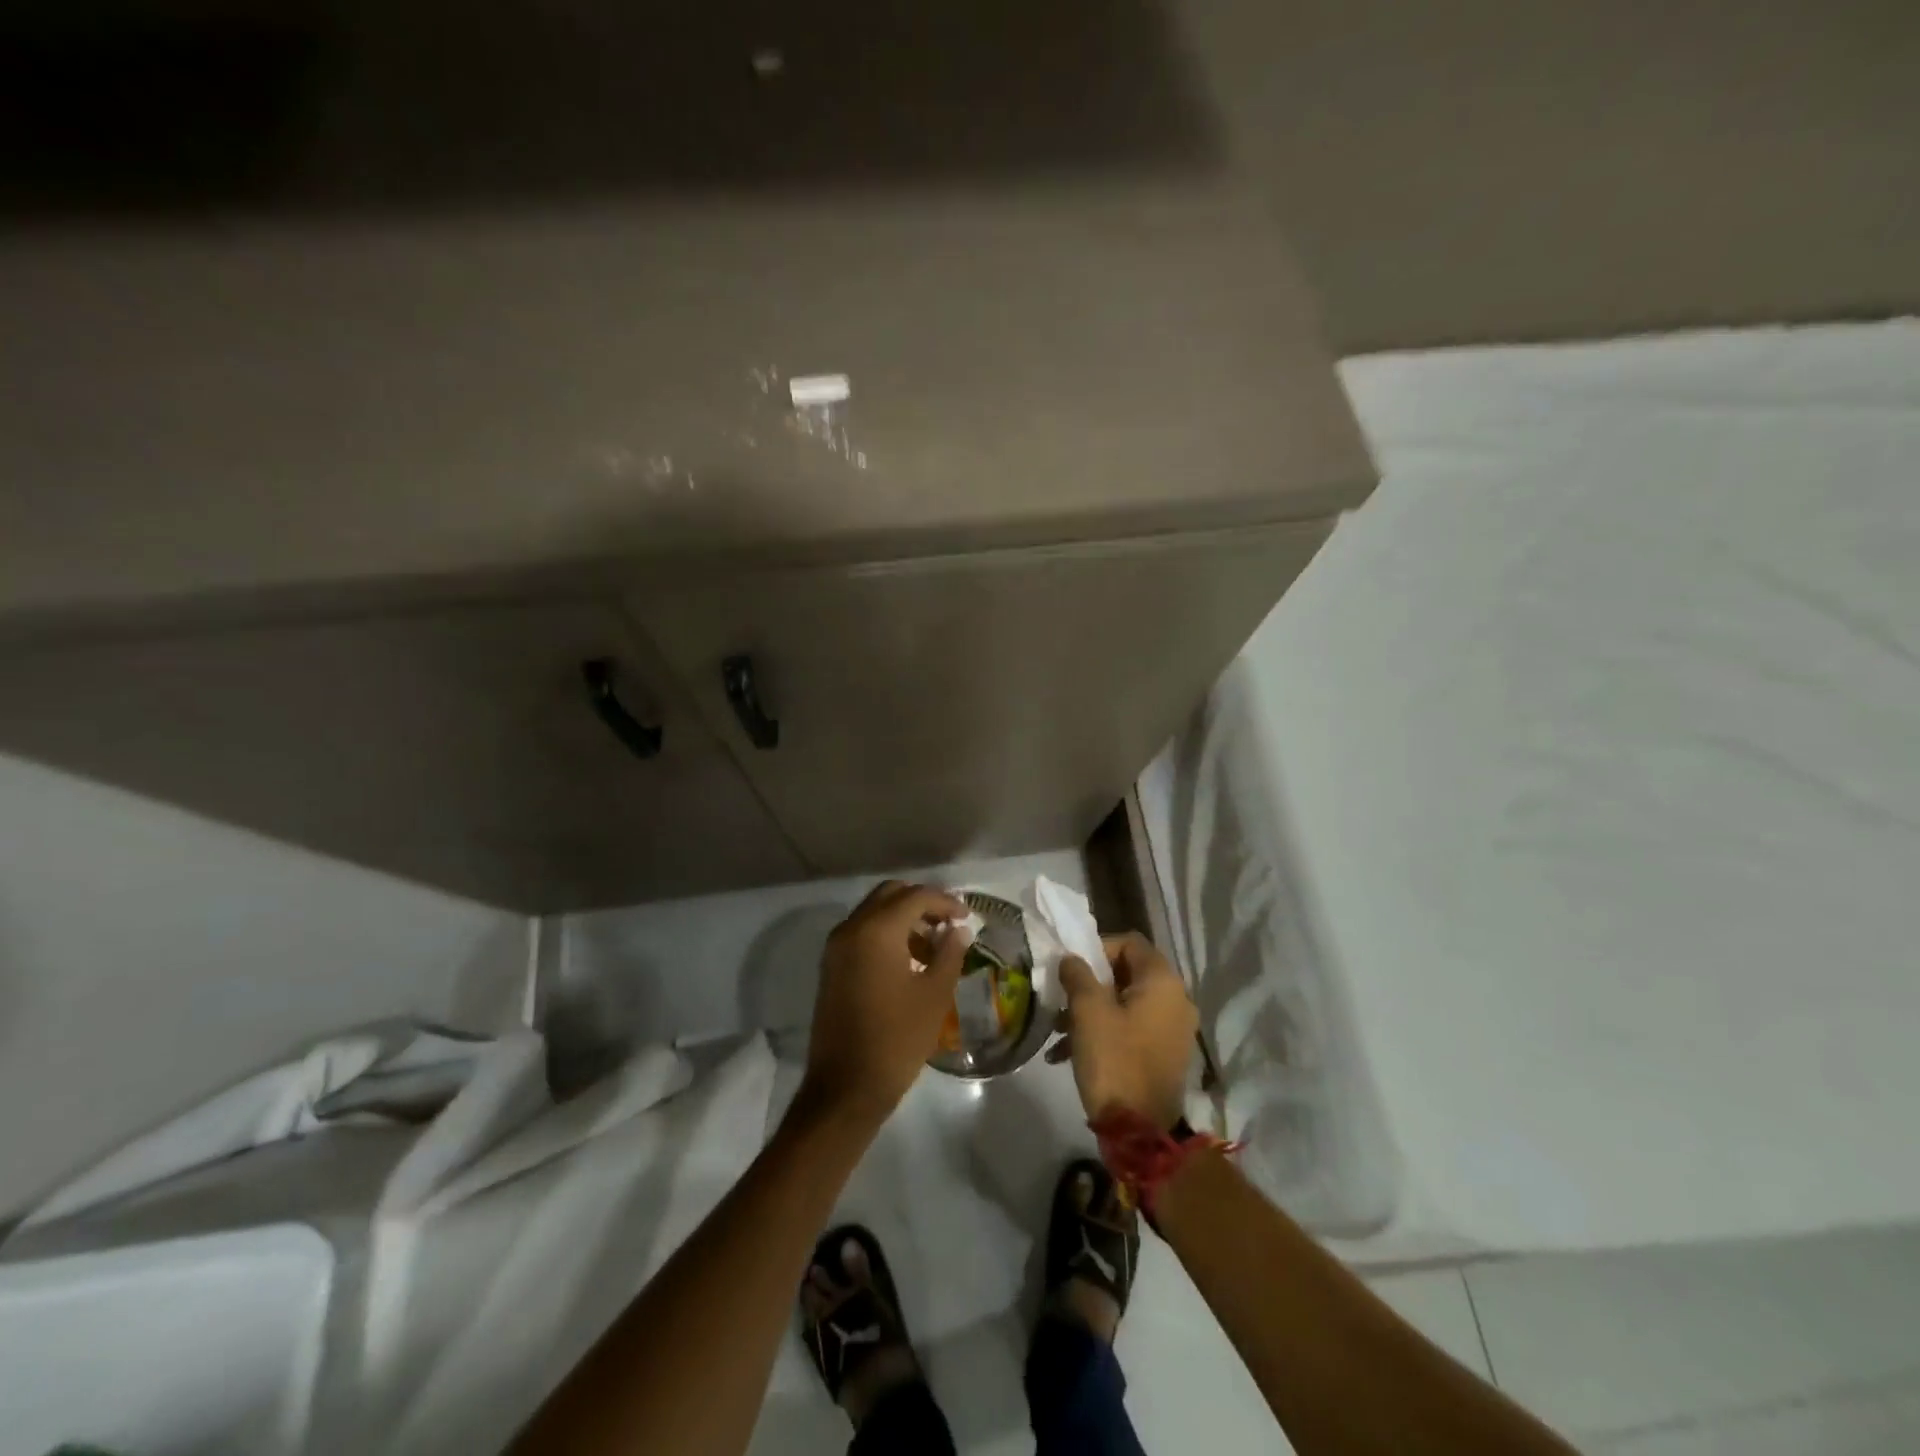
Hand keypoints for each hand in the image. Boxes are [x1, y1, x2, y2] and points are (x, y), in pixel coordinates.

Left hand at [799, 880, 968, 1127]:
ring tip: (934, 945)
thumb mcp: (934, 995)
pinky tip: (910, 960)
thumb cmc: (897, 1039)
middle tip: (949, 922)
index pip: (915, 897)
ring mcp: (836, 947)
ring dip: (904, 918)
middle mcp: (851, 929)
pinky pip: (862, 932)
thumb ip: (949, 953)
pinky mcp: (832, 966)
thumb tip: (957, 930)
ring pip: (874, 912)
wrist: (845, 1087)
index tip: (967, 917)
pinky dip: (886, 933)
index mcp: (876, 931)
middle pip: (890, 895)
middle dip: (922, 902)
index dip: (945, 902)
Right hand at [1050, 931, 1197, 1131]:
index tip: (1071, 969)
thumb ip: (1077, 975)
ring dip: (1091, 1010)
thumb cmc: (1114, 1060)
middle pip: (1127, 973)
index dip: (1097, 948)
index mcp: (1162, 981)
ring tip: (1058, 1032)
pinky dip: (1105, 1032)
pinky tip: (1069, 1053)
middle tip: (1062, 999)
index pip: (1129, 942)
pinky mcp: (1166, 1055)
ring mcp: (1174, 1029)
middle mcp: (1177, 999)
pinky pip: (1133, 1028)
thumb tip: (1072, 959)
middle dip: (1090, 984)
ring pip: (1126, 1003)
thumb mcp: (1088, 1012)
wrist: (1141, 1133)